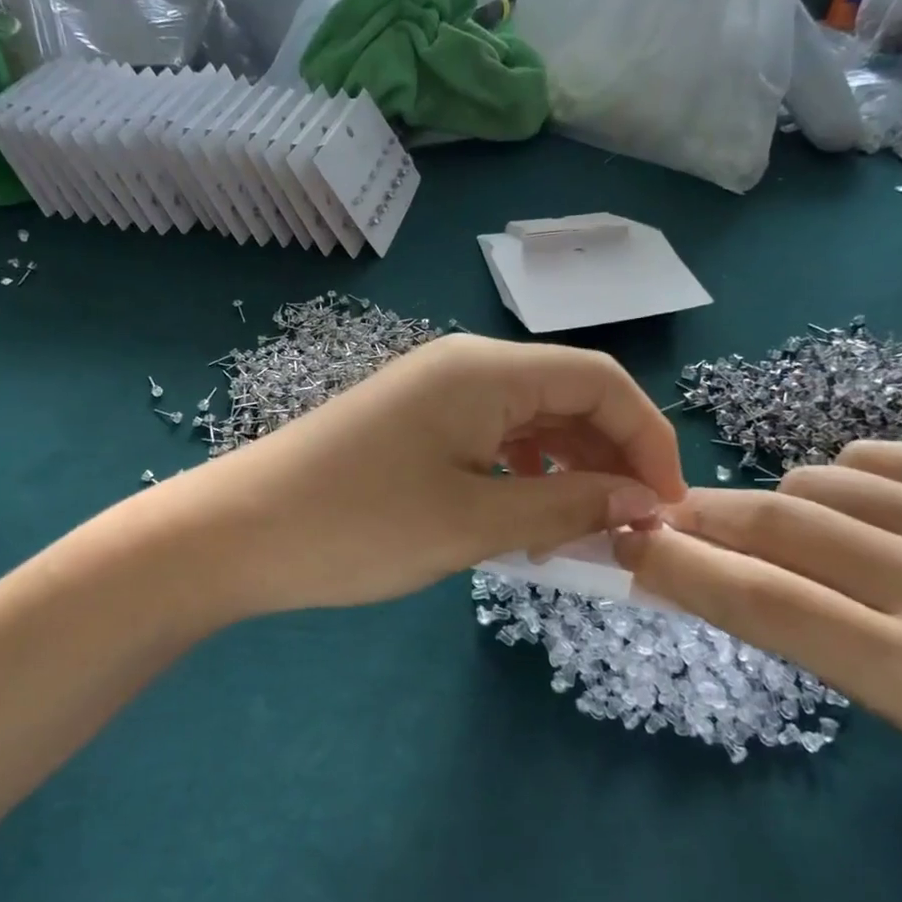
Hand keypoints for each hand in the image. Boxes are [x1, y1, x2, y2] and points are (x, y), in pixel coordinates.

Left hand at [172, 334, 685, 615]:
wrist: (237, 533)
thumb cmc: (360, 525)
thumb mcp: (474, 522)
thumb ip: (568, 506)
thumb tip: (643, 501)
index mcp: (486, 370)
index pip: (601, 379)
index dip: (647, 437)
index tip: (665, 504)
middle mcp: (465, 366)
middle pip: (567, 396)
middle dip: (608, 458)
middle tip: (626, 529)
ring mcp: (434, 394)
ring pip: (529, 422)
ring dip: (565, 471)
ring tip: (576, 535)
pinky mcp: (412, 425)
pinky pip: (490, 440)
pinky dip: (521, 476)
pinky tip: (522, 521)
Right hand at [614, 442, 901, 818]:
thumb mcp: (866, 692)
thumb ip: (773, 616)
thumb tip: (670, 557)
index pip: (768, 601)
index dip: (681, 565)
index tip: (625, 542)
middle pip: (783, 521)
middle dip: (708, 514)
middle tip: (672, 516)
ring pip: (818, 477)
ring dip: (786, 503)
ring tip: (818, 539)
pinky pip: (870, 456)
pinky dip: (845, 482)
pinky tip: (881, 519)